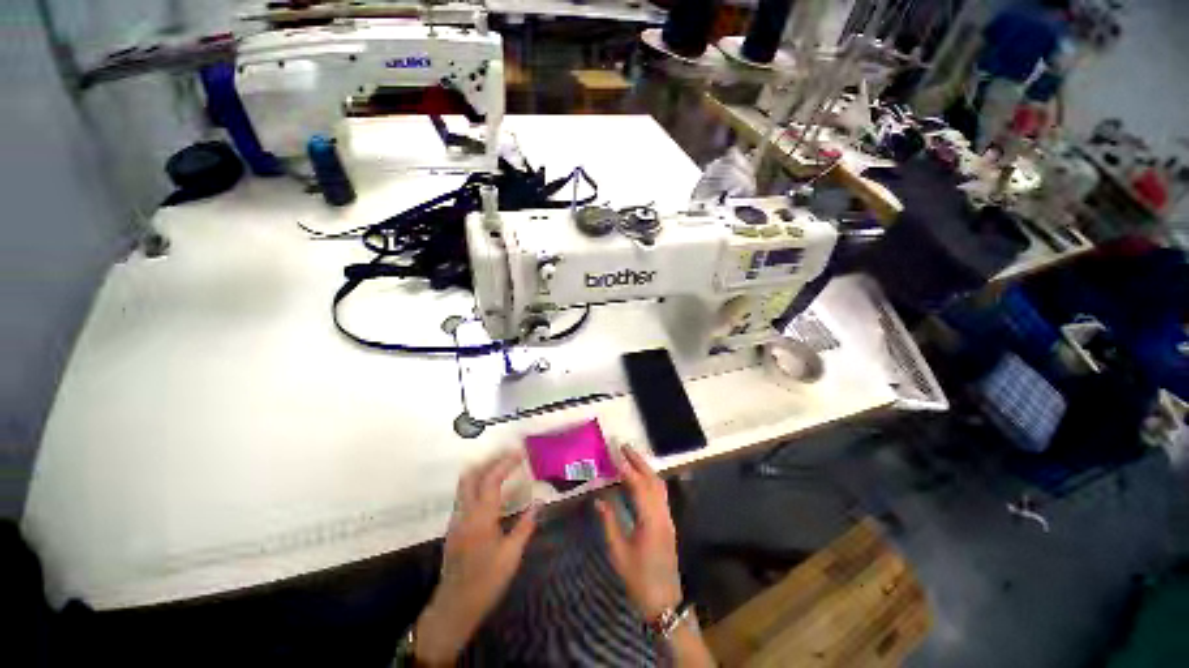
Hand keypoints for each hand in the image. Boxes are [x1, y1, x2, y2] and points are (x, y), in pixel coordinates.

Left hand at [415, 453, 536, 664]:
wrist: (454, 607)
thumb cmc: (486, 581)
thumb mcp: (511, 555)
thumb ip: (525, 525)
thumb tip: (539, 502)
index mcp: (480, 518)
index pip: (491, 480)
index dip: (506, 463)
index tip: (520, 453)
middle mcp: (464, 513)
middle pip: (471, 475)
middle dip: (490, 460)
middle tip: (509, 455)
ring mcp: (456, 520)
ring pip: (465, 484)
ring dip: (483, 470)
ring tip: (503, 466)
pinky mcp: (454, 527)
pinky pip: (465, 495)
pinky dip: (478, 484)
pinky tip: (492, 490)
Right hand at [595, 445, 682, 620]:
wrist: (665, 603)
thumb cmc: (639, 580)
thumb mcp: (619, 553)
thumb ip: (610, 523)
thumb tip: (600, 499)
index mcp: (651, 521)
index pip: (639, 486)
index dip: (627, 468)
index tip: (615, 453)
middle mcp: (662, 515)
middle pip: (653, 480)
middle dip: (639, 461)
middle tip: (624, 447)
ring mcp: (668, 518)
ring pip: (659, 485)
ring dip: (645, 468)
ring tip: (630, 457)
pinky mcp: (668, 522)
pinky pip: (660, 493)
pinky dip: (650, 480)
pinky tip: (640, 478)